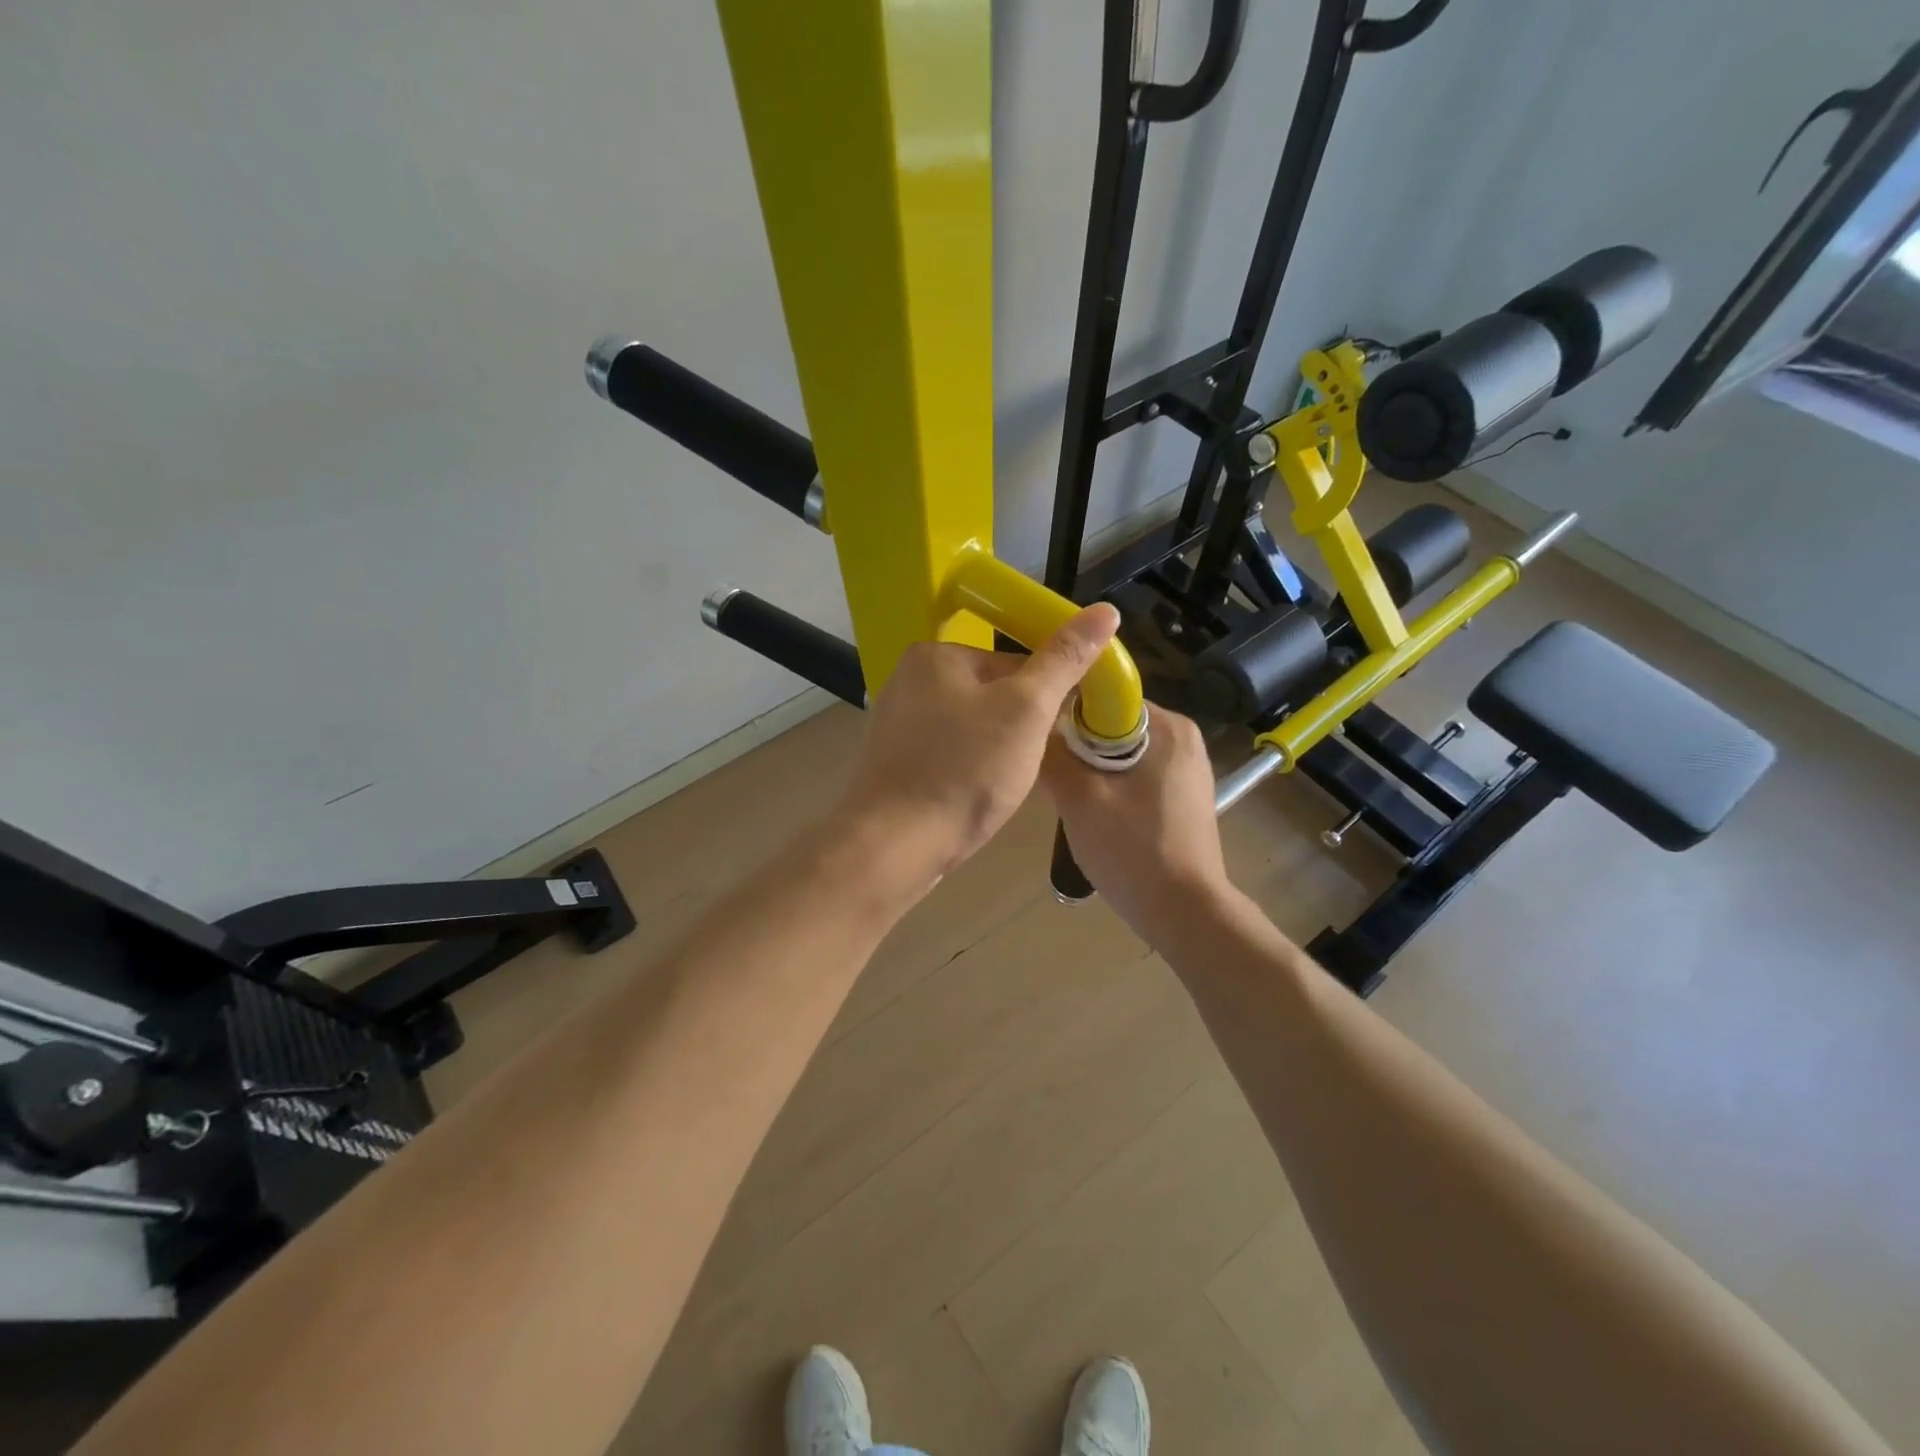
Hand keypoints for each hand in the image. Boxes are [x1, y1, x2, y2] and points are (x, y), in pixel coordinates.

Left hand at [837, 604, 1122, 888]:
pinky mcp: (896, 762)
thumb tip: (1105, 610)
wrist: (894, 847)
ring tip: (1005, 785)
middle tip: (1030, 765)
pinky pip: (950, 753)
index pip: (1015, 660)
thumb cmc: (964, 771)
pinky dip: (970, 769)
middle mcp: (909, 680)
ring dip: (999, 751)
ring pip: (974, 727)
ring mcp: (898, 723)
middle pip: (993, 693)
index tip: (1061, 732)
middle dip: (1021, 728)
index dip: (1048, 696)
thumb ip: (1064, 660)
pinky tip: (977, 795)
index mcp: (936, 655)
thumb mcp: (1026, 710)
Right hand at [1041, 705, 1230, 942]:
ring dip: (1092, 773)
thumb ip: (1052, 753)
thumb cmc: (1132, 849)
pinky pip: (1136, 777)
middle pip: (1111, 726)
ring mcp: (1187, 769)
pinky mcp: (1184, 797)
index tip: (1042, 743)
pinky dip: (1112, 790)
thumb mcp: (1079, 798)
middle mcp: (1183, 738)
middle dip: (1079, 750)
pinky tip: (1098, 819)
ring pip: (1121, 754)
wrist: (1185, 913)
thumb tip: (1034, 725)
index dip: (1066, 716)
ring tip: (1071, 803)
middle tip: (1053, 781)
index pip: (1103, 698)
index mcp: (1167, 726)